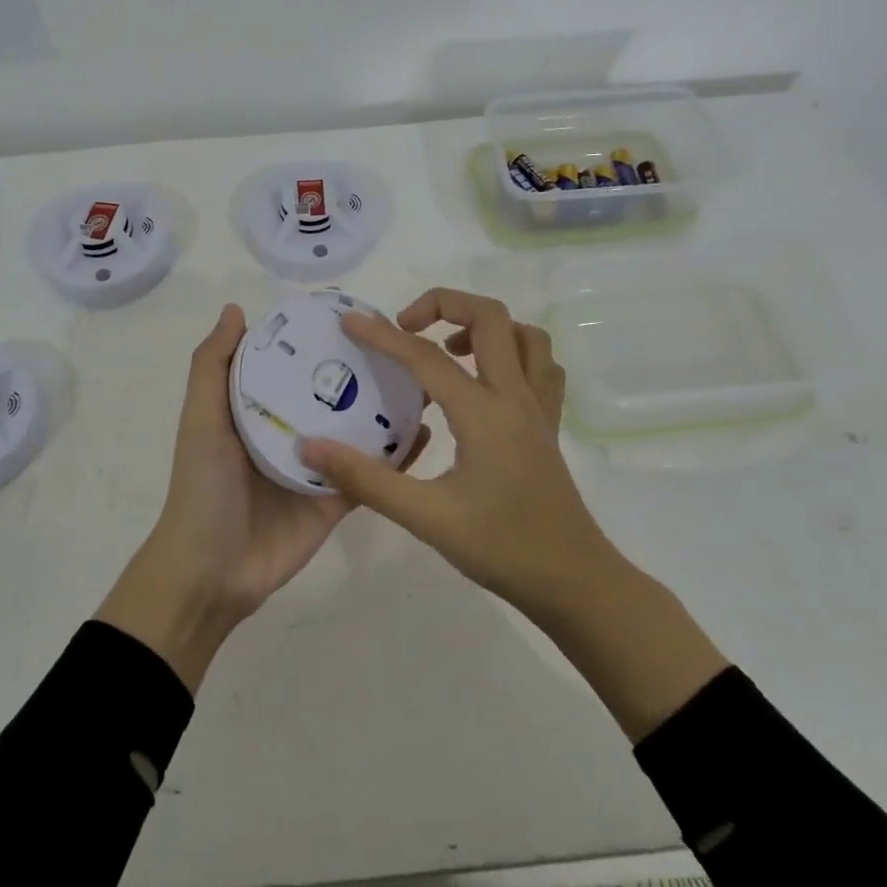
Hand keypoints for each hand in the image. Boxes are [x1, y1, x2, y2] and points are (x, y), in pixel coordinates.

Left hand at [97, 303, 428, 690]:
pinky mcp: (338, 500)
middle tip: (404, 343)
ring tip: (425, 380)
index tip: (357, 313)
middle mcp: (293, 431)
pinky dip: (398, 457)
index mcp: (260, 408)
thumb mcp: (201, 419)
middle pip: (334, 394)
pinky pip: (372, 474)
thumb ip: (212, 367)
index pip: (295, 364)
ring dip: (389, 409)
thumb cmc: (203, 487)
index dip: (320, 339)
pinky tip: (426, 431)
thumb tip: (235, 308)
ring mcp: (319, 466)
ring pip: (360, 430)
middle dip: (365, 370)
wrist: (211, 572)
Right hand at [302, 288, 727, 737]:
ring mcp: (539, 409)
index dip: (383, 335)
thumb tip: (312, 448)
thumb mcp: (427, 518)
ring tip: (446, 350)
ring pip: (524, 335)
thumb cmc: (502, 548)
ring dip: (483, 327)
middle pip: (490, 317)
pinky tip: (486, 380)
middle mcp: (516, 397)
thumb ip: (367, 480)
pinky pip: (540, 366)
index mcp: (484, 413)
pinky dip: (513, 352)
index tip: (350, 321)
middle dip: (444, 304)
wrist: (574, 582)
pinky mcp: (549, 425)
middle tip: (406, 328)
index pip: (425, 357)